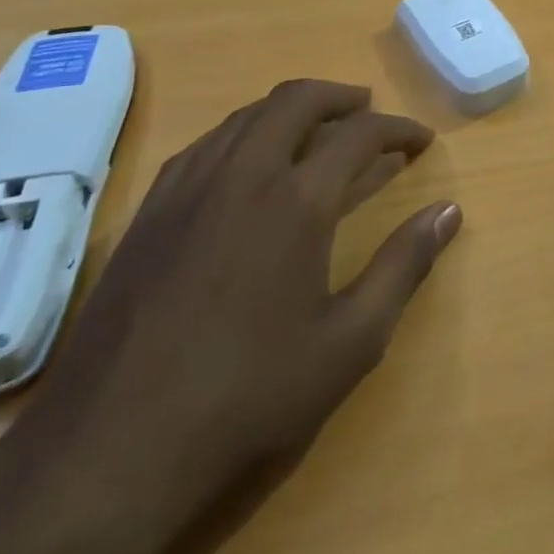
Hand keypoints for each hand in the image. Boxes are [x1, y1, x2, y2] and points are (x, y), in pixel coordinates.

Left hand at [0, 79, 461, 553]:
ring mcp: (188, 188)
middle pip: (296, 101)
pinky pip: (208, 144)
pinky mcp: (149, 212)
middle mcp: (243, 175)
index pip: (360, 134)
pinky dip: (246, 133)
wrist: (104, 457)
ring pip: (248, 115)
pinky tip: (252, 165)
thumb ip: (404, 266)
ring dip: (292, 109)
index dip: (398, 129)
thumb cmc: (245, 400)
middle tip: (370, 112)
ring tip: (319, 130)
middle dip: (341, 96)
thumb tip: (449, 211)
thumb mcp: (349, 342)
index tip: (421, 140)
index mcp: (296, 201)